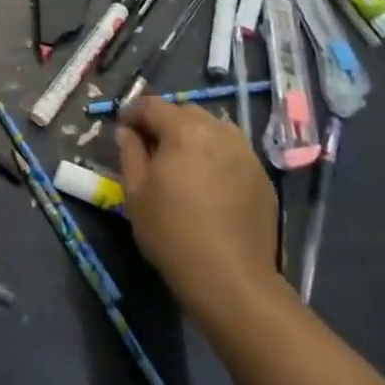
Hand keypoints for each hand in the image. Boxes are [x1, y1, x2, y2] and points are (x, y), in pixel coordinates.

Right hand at [116, 98, 281, 325]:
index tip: (122, 128)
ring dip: (193, 135)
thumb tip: (128, 132)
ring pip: (213, 129)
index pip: (152, 105)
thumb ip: (129, 152)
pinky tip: (207, 182)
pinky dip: (215, 155)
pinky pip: (232, 152)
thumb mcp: (135, 192)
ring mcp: (245, 153)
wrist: (231, 279)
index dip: (133, 112)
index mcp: (184, 130)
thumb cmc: (172, 232)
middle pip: (185, 111)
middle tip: (150, 146)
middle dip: (165, 121)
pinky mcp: (262, 176)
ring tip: (181, 162)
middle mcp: (219, 131)